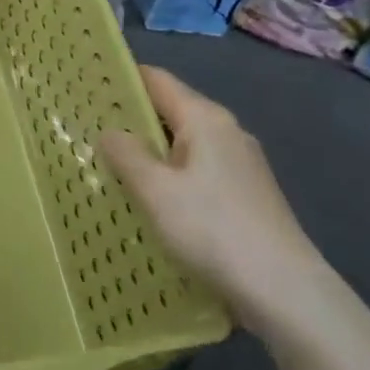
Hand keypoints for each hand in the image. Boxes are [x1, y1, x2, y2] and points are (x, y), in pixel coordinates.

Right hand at [100, 66, 346, 348]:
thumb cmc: (212, 229)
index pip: (156, 80)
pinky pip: (195, 171)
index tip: (86, 88)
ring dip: (149, 152)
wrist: (283, 290)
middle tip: (86, 132)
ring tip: (109, 166)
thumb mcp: (155, 190)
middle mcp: (226, 131)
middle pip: (170, 111)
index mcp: (205, 119)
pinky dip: (169, 176)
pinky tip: (150, 199)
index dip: (121, 79)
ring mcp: (240, 164)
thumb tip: (111, 132)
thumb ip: (126, 154)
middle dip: (130, 119)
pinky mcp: (245, 194)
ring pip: (182, 145)